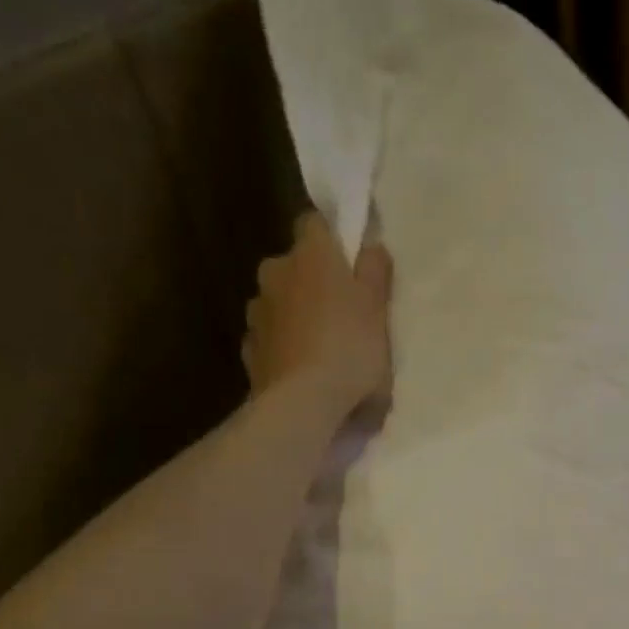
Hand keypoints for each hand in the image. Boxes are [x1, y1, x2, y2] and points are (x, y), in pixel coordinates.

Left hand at [243, 212, 393, 418]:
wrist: (303, 405)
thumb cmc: (350, 351)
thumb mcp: (378, 311)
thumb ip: (375, 272)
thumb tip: (370, 246)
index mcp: (310, 255)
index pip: (314, 223)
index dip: (332, 238)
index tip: (349, 261)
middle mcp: (275, 273)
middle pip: (293, 267)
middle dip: (311, 283)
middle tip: (340, 314)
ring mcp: (256, 313)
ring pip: (279, 304)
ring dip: (295, 317)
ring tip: (320, 350)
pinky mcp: (249, 351)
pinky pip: (270, 340)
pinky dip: (283, 348)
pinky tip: (301, 372)